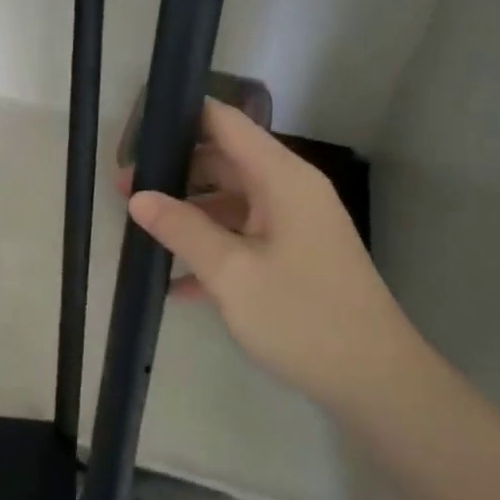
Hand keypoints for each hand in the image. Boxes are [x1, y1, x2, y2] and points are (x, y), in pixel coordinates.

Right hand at [124, 100, 424, 408]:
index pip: (225, 122)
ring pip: (229, 201)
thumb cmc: (303, 317)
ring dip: (188, 213)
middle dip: (174, 172)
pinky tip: (174, 281)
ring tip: (140, 230)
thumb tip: (137, 197)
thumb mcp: (232, 273)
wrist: (375, 383)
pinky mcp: (292, 256)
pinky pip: (242, 236)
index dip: (181, 116)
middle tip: (123, 189)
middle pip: (223, 161)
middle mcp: (289, 191)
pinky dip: (210, 248)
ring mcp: (292, 224)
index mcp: (282, 178)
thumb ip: (182, 229)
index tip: (135, 130)